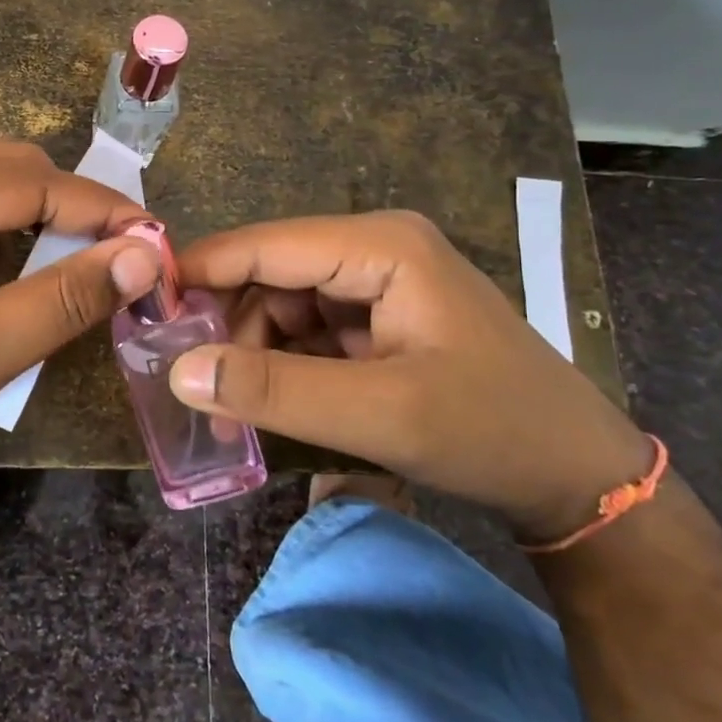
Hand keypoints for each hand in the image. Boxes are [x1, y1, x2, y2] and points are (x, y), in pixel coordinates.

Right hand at [167, 211, 651, 540]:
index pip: (264, 244)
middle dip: (229, 324)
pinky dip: (281, 362)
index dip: (199, 272)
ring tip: (233, 408)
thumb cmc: (490, 432)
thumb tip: (179, 371)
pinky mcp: (378, 317)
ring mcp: (377, 282)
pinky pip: (307, 329)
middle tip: (192, 383)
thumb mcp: (380, 415)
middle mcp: (374, 248)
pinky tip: (269, 401)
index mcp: (379, 245)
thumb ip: (274, 391)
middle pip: (270, 272)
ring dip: (252, 349)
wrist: (578, 478)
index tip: (142, 311)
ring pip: (283, 303)